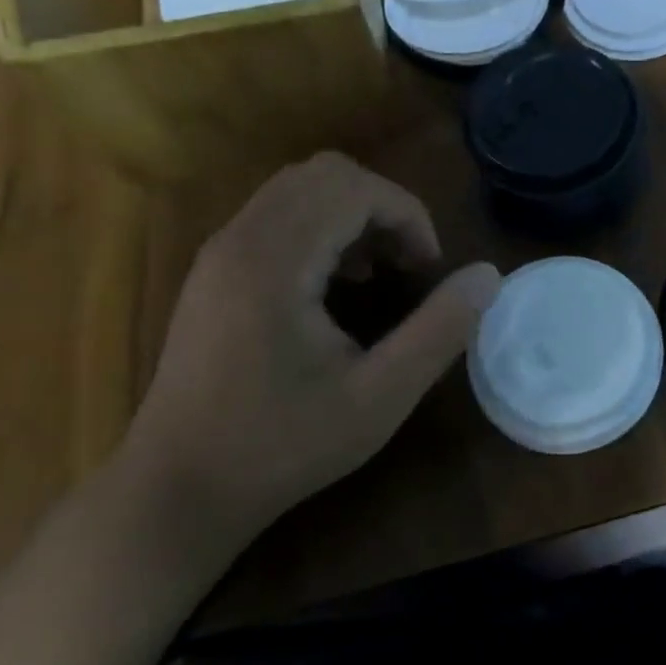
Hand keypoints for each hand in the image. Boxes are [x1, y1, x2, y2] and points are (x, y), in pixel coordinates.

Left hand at [123, 153, 500, 531]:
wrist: (178, 490)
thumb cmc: (282, 446)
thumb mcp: (380, 396)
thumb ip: (440, 330)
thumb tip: (488, 275)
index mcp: (274, 261)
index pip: (354, 187)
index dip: (408, 215)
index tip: (429, 268)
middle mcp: (239, 239)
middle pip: (325, 173)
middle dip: (383, 206)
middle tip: (407, 263)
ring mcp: (219, 253)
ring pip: (298, 189)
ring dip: (352, 215)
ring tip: (377, 272)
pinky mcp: (212, 272)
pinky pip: (275, 215)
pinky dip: (320, 228)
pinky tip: (335, 287)